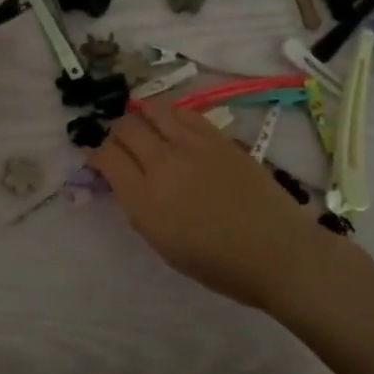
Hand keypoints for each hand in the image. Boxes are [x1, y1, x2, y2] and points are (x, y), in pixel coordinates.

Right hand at [88, 101, 318, 309]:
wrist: (276, 253)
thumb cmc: (217, 263)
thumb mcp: (162, 243)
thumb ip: (138, 206)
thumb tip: (124, 179)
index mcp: (145, 200)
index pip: (106, 156)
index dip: (96, 155)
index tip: (100, 162)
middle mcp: (164, 165)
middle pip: (125, 128)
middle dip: (115, 133)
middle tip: (120, 145)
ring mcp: (193, 145)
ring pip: (152, 110)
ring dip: (140, 115)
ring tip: (143, 126)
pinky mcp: (219, 137)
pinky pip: (183, 113)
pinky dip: (168, 114)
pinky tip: (170, 125)